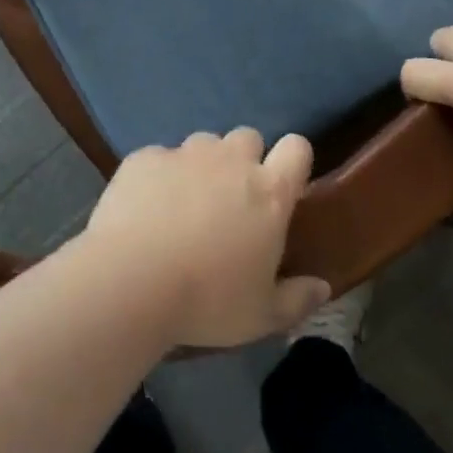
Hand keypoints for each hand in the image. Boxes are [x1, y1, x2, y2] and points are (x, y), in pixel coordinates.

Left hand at [81, 129, 329, 348]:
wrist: (130, 280)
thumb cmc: (207, 300)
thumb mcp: (261, 315)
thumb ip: (297, 299)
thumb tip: (321, 286)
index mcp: (269, 192)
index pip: (296, 148)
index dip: (291, 160)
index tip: (282, 184)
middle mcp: (230, 160)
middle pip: (248, 137)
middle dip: (243, 159)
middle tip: (230, 199)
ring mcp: (184, 154)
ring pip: (203, 143)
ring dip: (202, 165)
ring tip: (184, 203)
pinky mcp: (145, 157)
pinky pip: (160, 157)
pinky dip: (159, 176)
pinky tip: (145, 208)